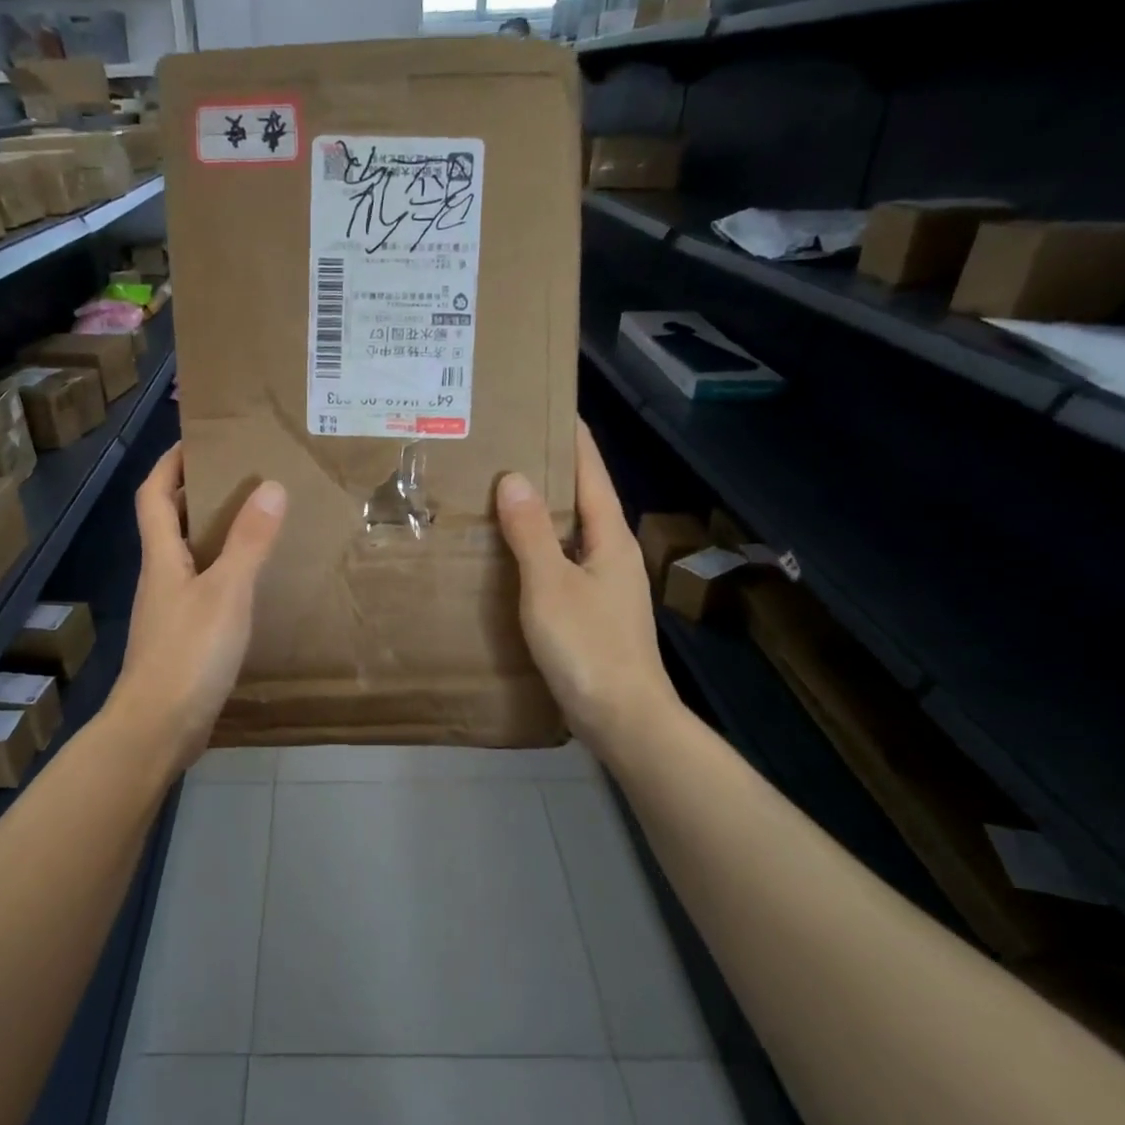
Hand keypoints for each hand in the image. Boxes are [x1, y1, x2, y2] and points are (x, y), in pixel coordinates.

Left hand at [105, 445, 286, 770]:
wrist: (158, 728)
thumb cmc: (189, 654)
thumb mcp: (227, 593)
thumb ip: (249, 542)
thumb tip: (270, 486)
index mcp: (162, 558)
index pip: (155, 494)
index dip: (170, 463)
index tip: (197, 438)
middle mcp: (160, 578)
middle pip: (169, 522)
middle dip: (197, 492)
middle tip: (242, 475)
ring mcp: (169, 611)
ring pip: (188, 557)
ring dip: (214, 534)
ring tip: (256, 522)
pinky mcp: (182, 639)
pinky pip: (203, 590)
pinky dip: (223, 573)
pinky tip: (252, 584)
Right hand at [495, 421, 679, 751]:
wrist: (623, 719)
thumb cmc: (588, 646)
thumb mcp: (550, 584)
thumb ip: (531, 532)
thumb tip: (515, 477)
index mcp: (609, 538)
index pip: (591, 473)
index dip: (573, 439)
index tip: (550, 406)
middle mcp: (613, 554)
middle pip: (583, 500)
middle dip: (552, 472)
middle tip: (509, 448)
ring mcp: (606, 586)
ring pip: (571, 534)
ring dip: (542, 512)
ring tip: (502, 495)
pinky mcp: (593, 613)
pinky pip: (562, 564)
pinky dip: (539, 549)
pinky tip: (512, 557)